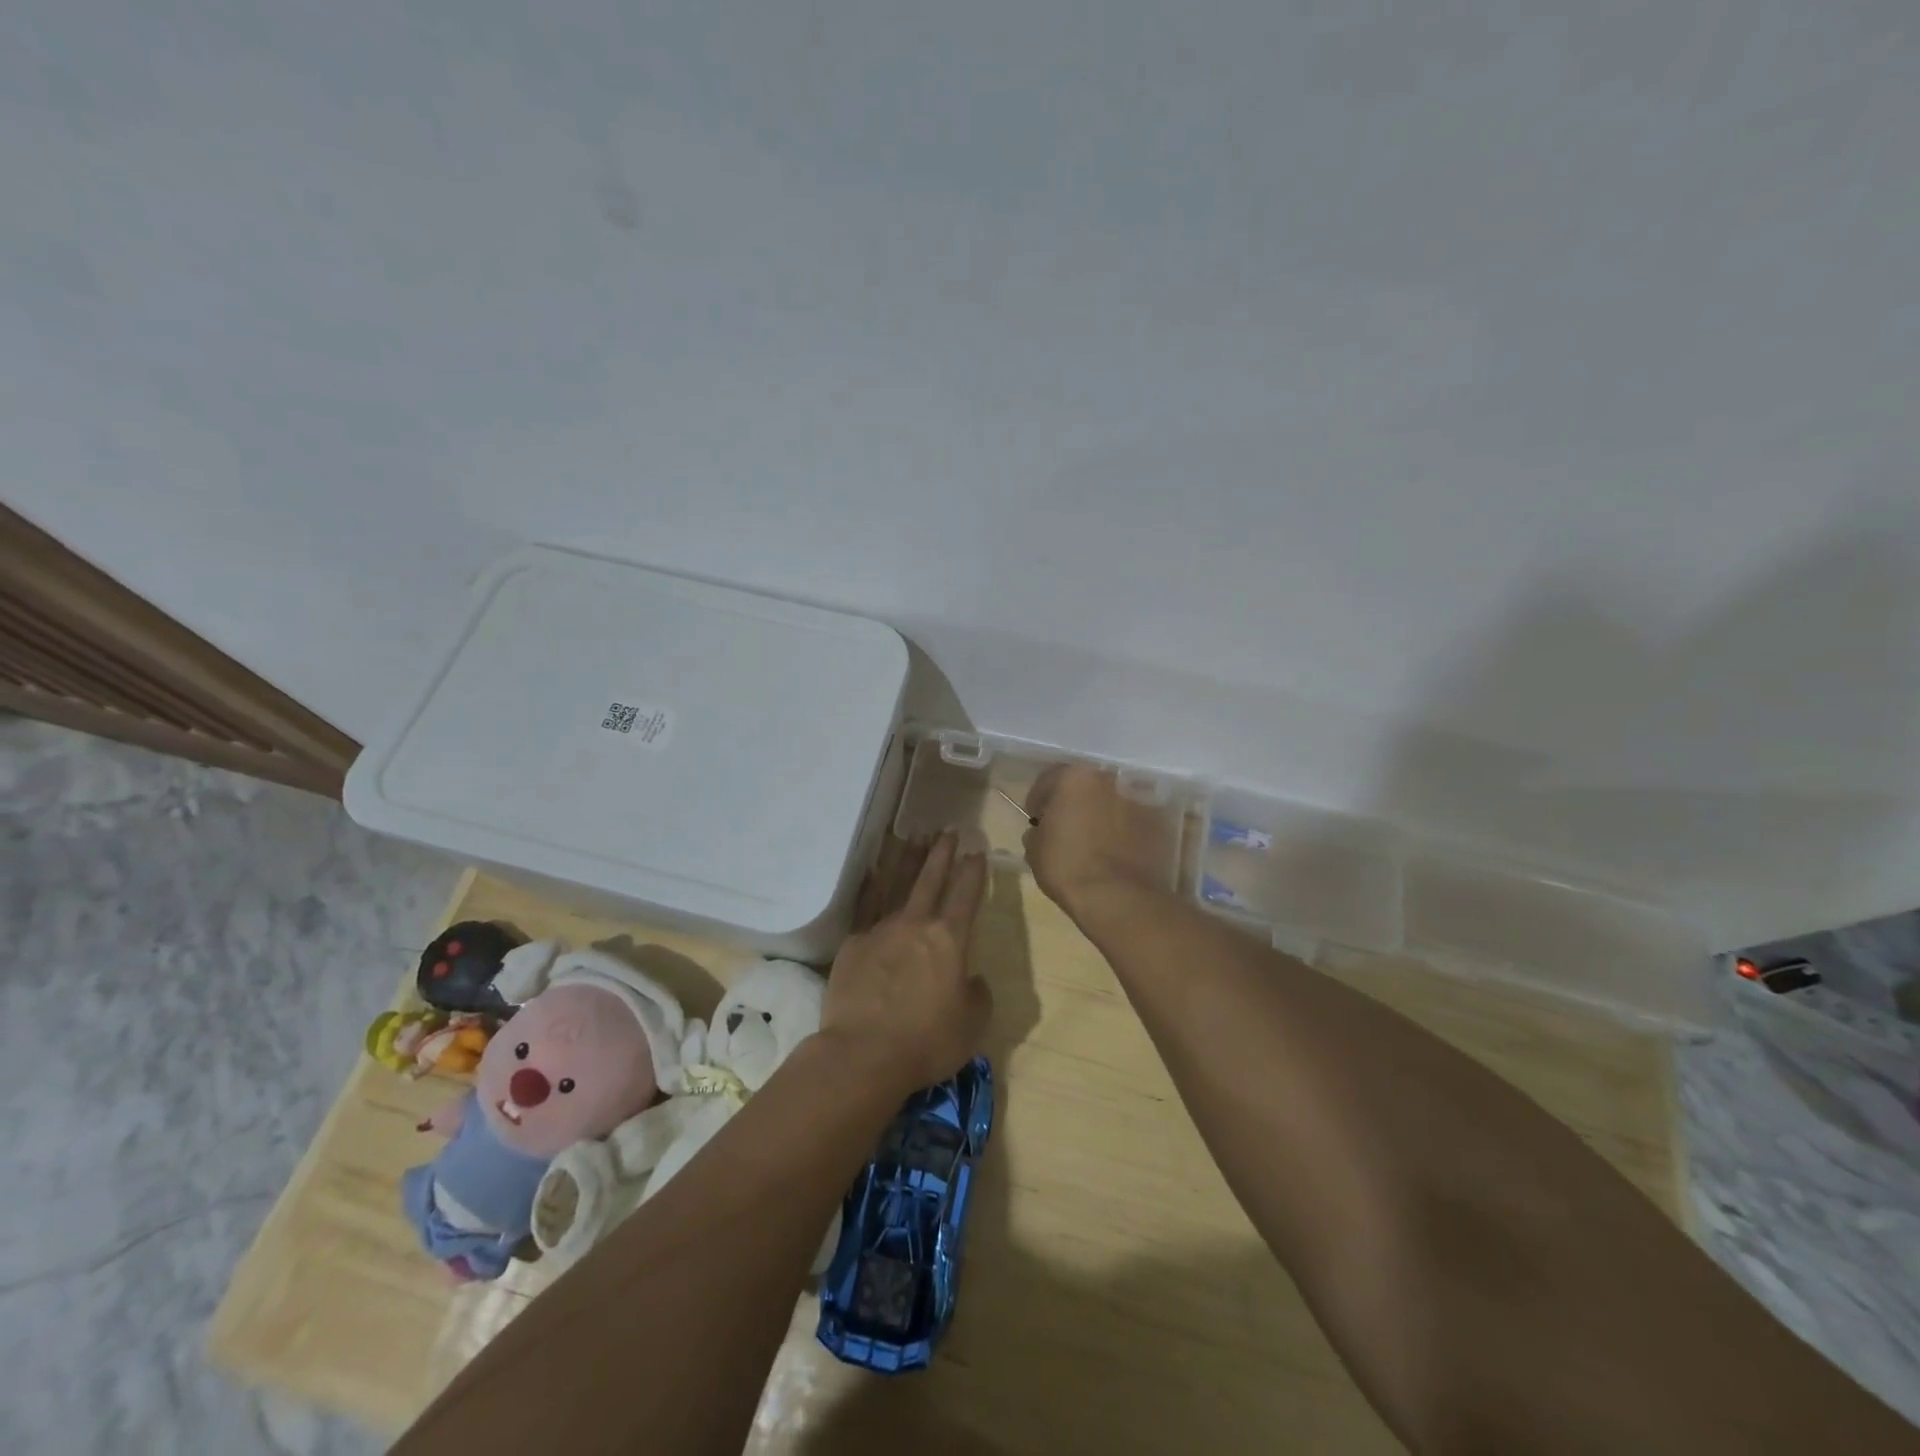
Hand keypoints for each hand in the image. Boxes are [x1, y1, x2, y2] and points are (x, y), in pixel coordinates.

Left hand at [824, 831, 992, 1098]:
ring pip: (897, 883)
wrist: (864, 1054)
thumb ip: (977, 994)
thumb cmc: (927, 1042)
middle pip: (931, 878)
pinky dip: (870, 886)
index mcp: (950, 940)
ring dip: (908, 859)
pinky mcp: (854, 943)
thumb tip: (971, 978)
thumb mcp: (972, 1024)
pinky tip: (872, 870)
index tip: (977, 851)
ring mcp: (881, 929)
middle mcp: (916, 924)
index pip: (966, 895)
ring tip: (913, 836)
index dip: (974, 871)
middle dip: (942, 852)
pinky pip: (865, 906)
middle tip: (947, 829)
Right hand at [1023, 764, 1175, 918]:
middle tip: (1065, 827)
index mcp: (1074, 777)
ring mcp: (1137, 800)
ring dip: (1100, 814)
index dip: (1038, 800)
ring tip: (1092, 840)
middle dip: (1073, 802)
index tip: (1036, 819)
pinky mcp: (1156, 823)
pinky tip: (1113, 851)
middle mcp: (1108, 779)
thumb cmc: (1067, 867)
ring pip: (1110, 802)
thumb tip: (1042, 831)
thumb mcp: (1034, 849)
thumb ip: (1038, 831)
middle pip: (1084, 786)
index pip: (1048, 779)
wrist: (1117, 897)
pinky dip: (1122, 830)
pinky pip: (1131, 821)